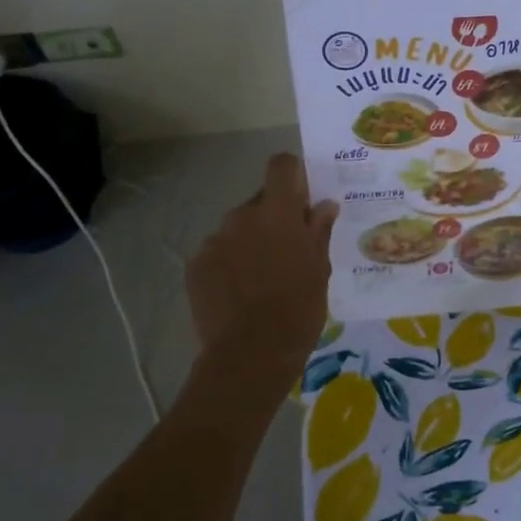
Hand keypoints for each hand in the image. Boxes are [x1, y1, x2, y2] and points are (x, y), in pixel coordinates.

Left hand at [187, 154, 338, 367]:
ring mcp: (214, 241)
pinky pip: (218, 253)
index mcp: (277, 213)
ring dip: (250, 242)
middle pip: (260, 201)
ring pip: (237, 229)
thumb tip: (324, 205)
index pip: (281, 166)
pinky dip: (229, 264)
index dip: (293, 174)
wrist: (250, 354)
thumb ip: (318, 231)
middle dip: (274, 218)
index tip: (302, 197)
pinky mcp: (195, 266)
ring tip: (261, 279)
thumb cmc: (298, 309)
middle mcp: (241, 217)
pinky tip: (239, 294)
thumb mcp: (319, 269)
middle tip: (287, 251)